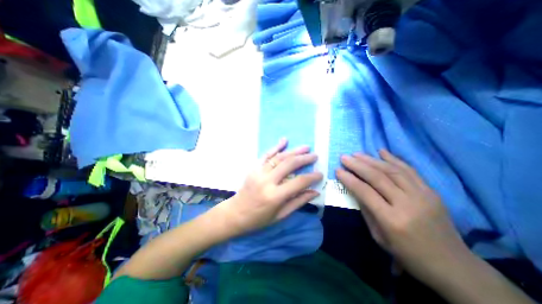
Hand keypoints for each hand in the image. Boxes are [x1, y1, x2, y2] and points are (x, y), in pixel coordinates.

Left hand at [215, 139, 320, 235]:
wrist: (235, 213)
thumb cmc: (259, 219)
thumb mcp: (280, 215)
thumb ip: (298, 202)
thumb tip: (314, 192)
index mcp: (274, 196)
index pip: (298, 182)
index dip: (311, 177)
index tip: (320, 173)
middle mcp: (267, 181)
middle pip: (289, 164)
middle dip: (304, 159)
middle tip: (315, 155)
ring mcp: (259, 172)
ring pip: (279, 157)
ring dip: (293, 151)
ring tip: (305, 147)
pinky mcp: (254, 168)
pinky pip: (266, 155)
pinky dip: (276, 147)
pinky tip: (284, 140)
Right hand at [337, 151, 472, 283]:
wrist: (453, 265)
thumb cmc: (408, 254)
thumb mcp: (379, 236)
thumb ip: (366, 210)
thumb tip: (355, 189)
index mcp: (392, 220)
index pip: (365, 192)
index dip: (349, 179)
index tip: (338, 170)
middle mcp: (407, 204)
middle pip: (378, 177)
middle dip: (357, 165)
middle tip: (344, 157)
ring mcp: (422, 195)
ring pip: (392, 170)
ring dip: (372, 160)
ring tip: (357, 154)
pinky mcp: (431, 191)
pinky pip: (409, 170)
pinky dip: (394, 159)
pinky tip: (381, 151)